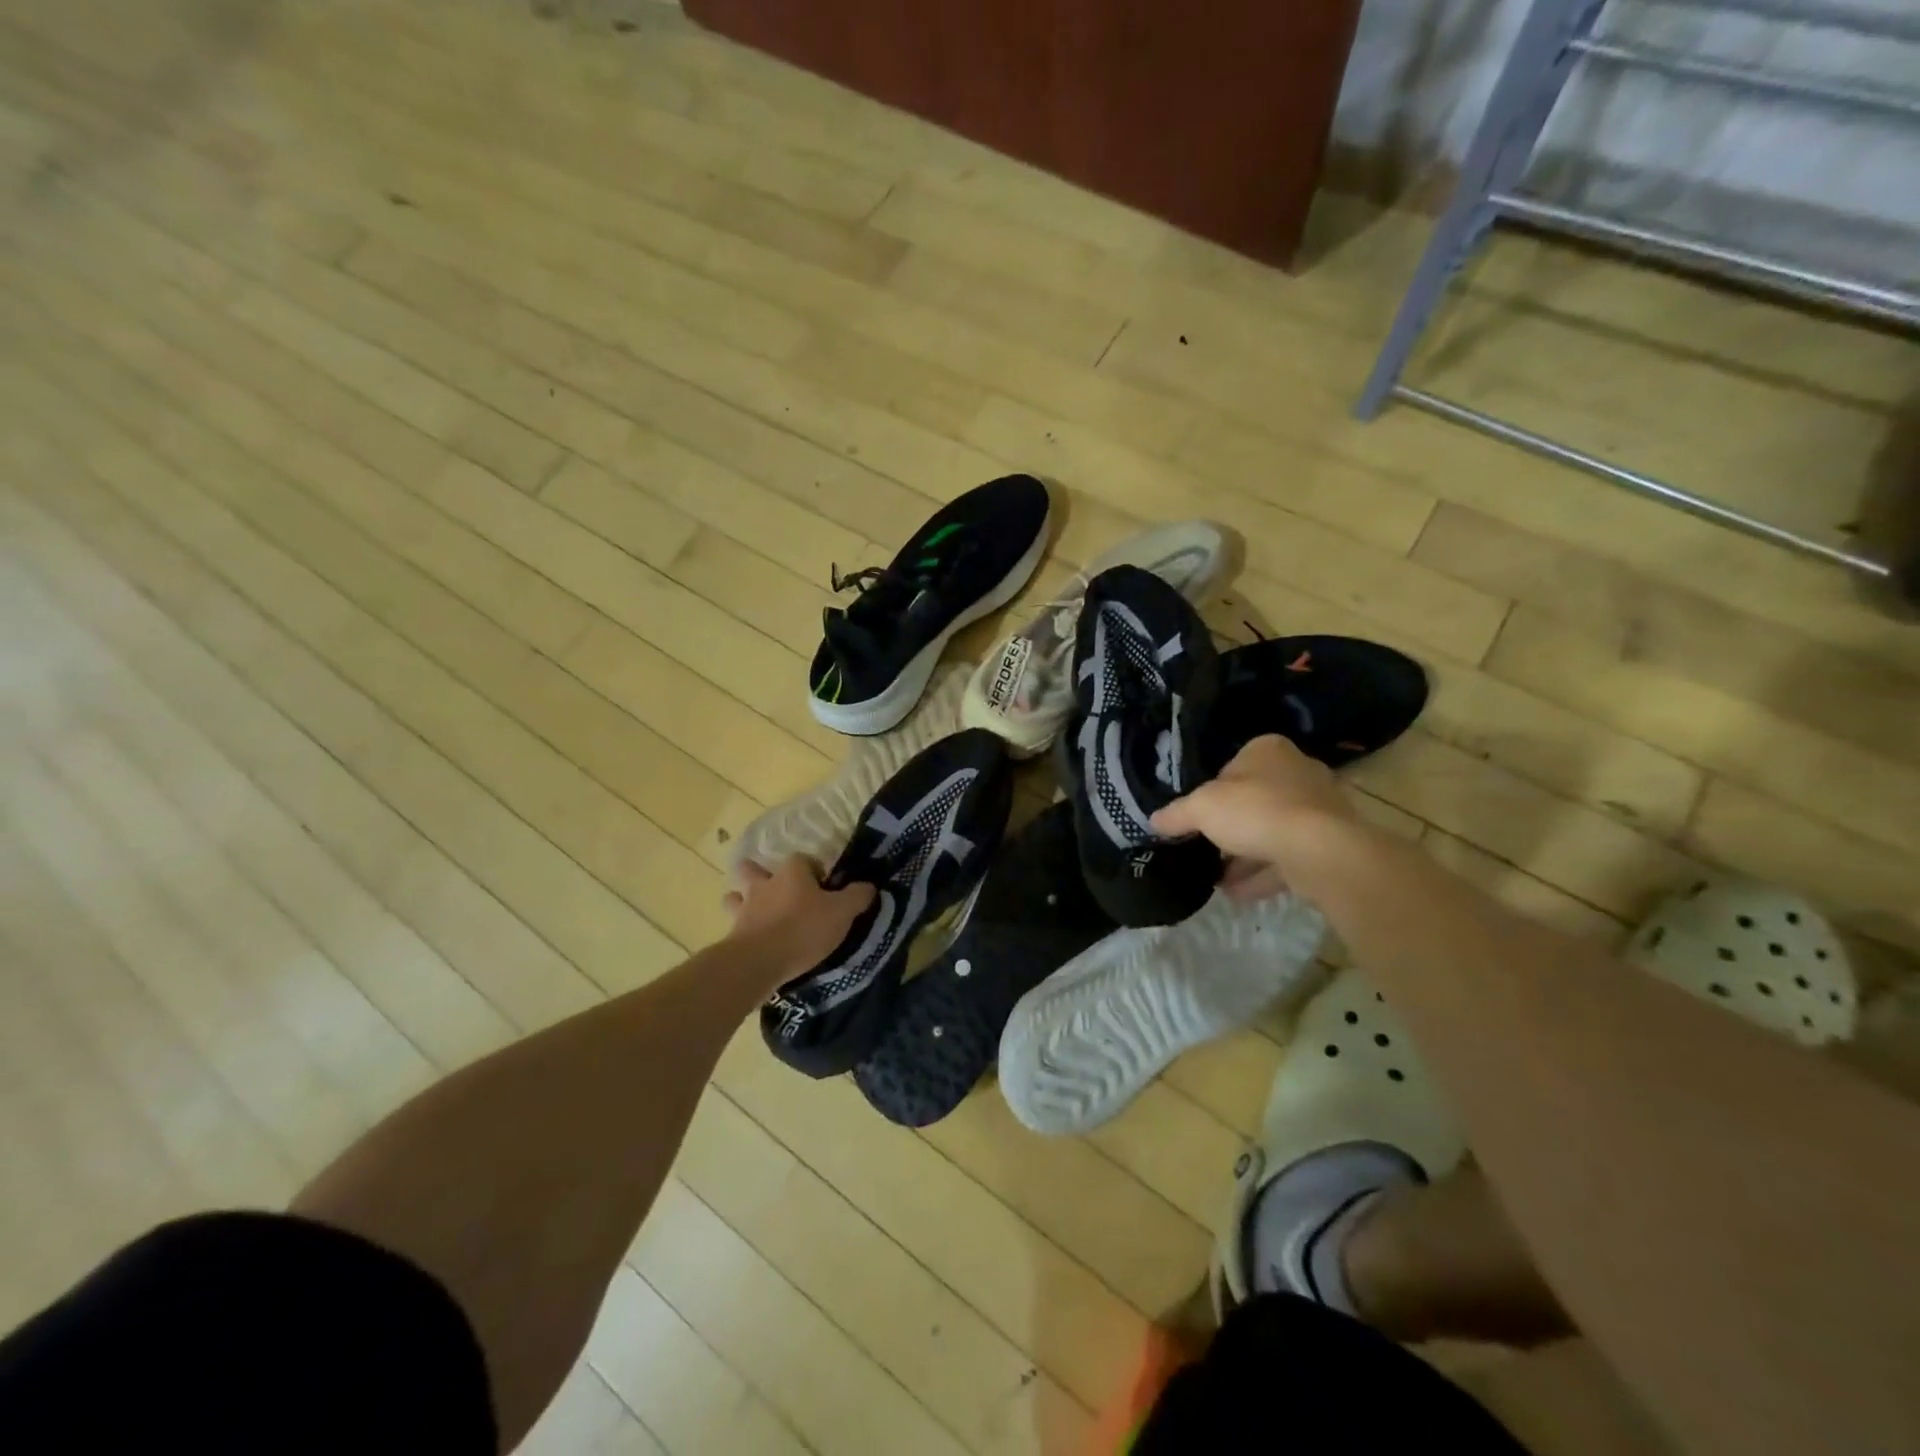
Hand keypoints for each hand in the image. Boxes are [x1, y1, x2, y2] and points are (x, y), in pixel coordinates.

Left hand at [723, 856, 875, 980]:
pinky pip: (735, 925)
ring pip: (735, 896)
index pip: (803, 859)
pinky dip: (741, 928)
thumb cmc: (804, 929)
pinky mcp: (732, 935)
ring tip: (756, 912)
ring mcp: (744, 909)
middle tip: (777, 890)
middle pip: (754, 869)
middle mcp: (764, 884)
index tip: (824, 888)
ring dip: (742, 900)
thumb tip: (869, 886)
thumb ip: (857, 897)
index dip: (814, 870)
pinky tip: (752, 938)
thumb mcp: (842, 913)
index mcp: (792, 872)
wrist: (759, 962)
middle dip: (760, 874)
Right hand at [1151, 735, 1356, 901]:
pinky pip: (1287, 857)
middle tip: (1205, 848)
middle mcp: (1298, 772)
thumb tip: (1153, 820)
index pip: (1232, 767)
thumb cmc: (1256, 811)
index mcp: (1267, 751)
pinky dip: (1262, 875)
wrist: (1320, 851)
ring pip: (1271, 832)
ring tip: (1216, 879)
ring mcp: (1319, 809)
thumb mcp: (1201, 808)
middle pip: (1254, 801)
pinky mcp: (1329, 843)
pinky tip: (1237, 894)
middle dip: (1230, 828)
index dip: (1211, 792)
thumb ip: (1176, 814)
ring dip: (1244, 856)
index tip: (1197, 817)